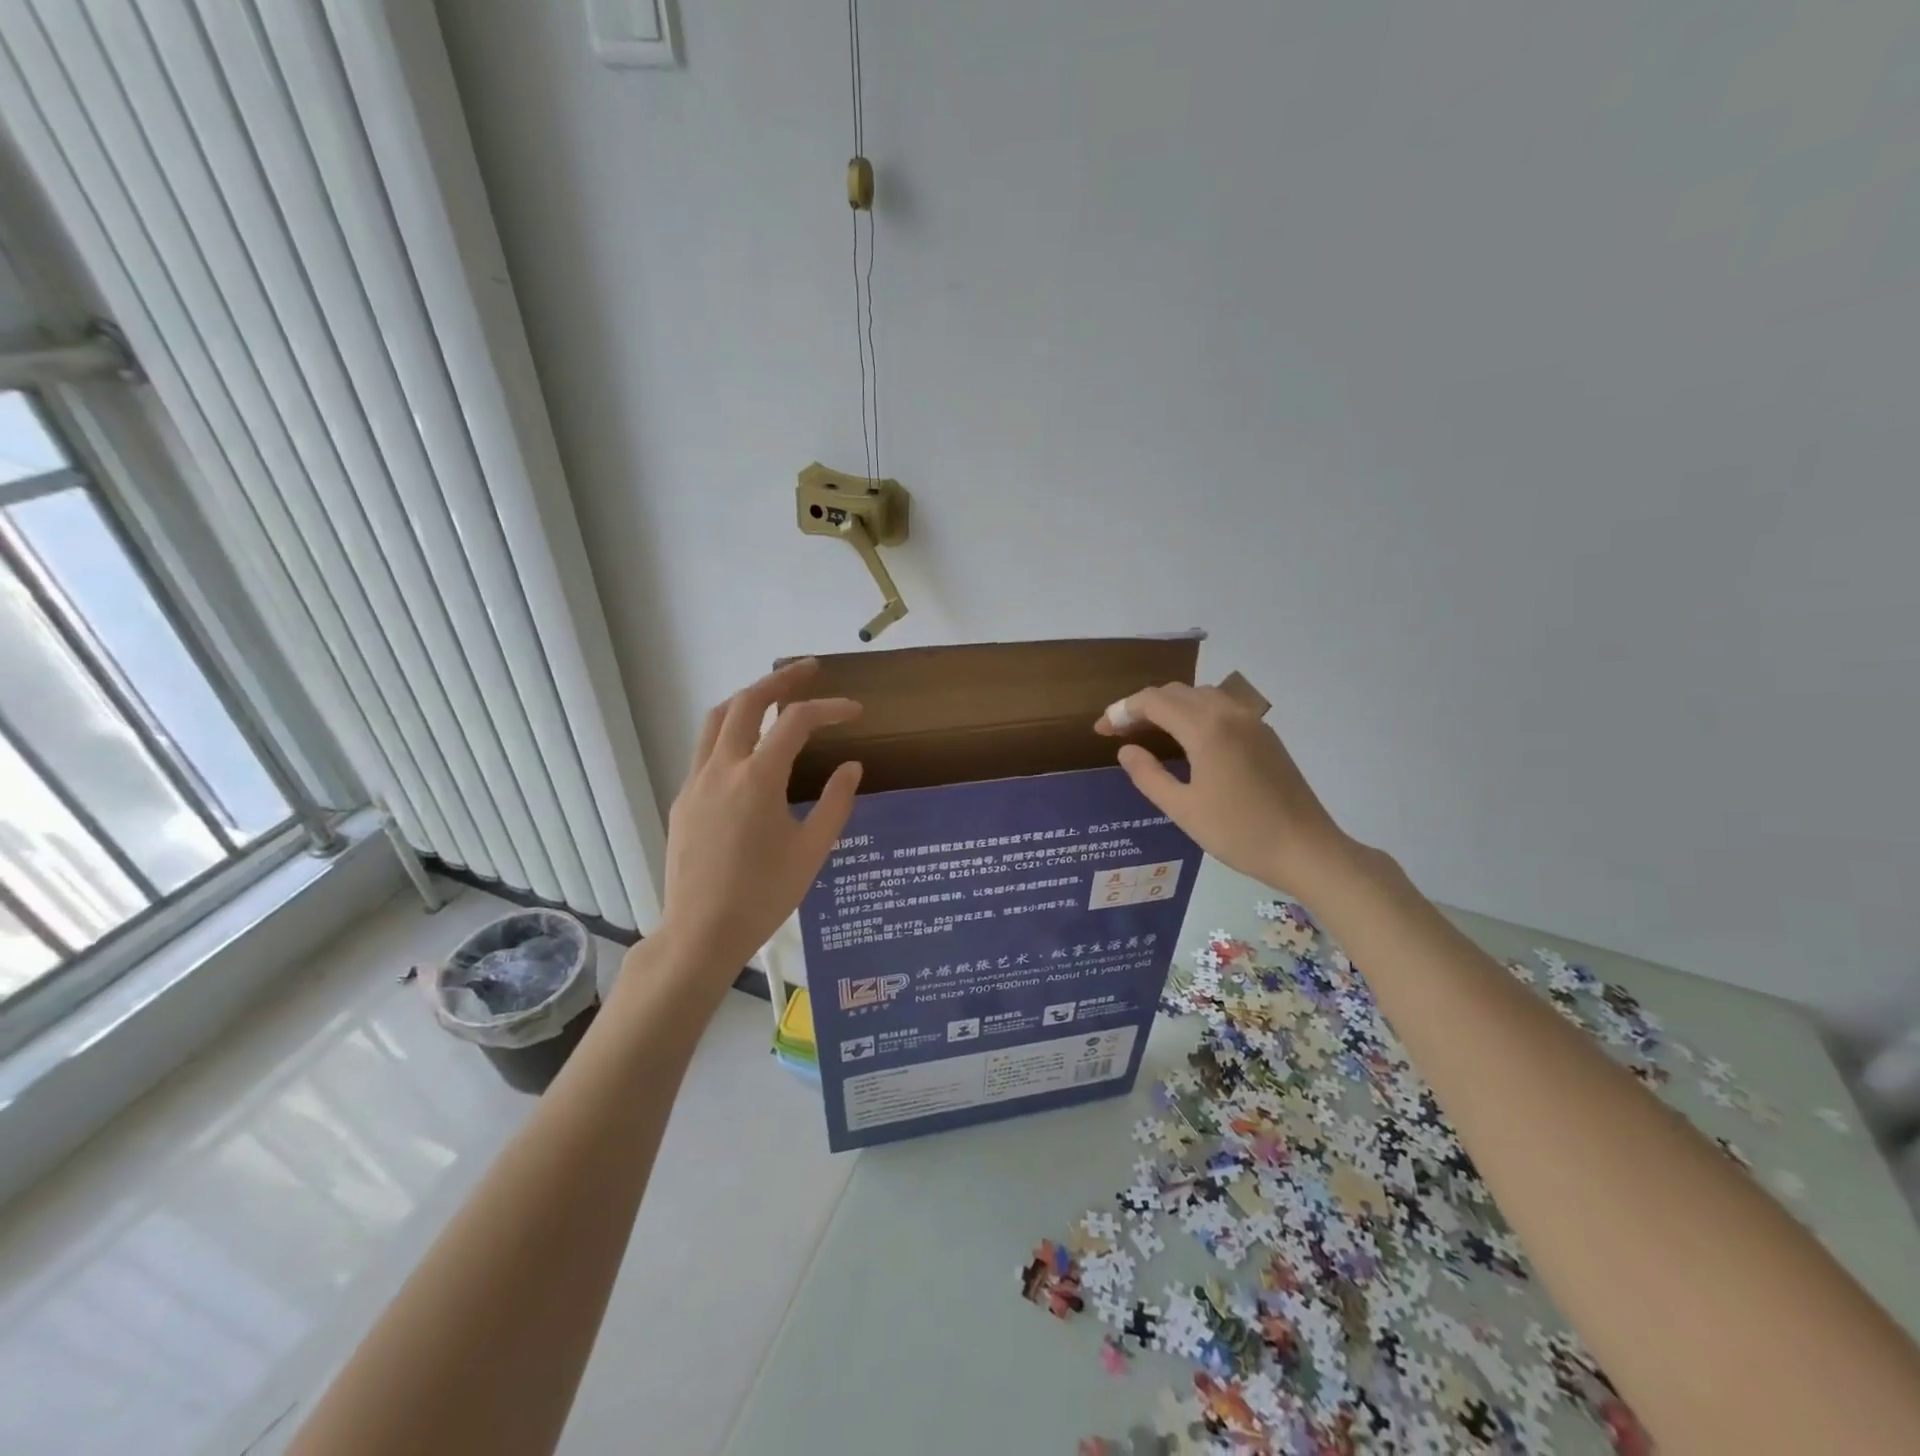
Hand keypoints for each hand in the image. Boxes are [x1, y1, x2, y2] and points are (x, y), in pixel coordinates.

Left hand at [655, 660, 862, 977]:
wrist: (701, 933)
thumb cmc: (764, 895)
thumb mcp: (812, 851)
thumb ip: (836, 803)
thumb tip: (851, 766)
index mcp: (757, 778)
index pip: (796, 722)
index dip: (829, 708)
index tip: (855, 711)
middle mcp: (721, 768)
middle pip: (746, 702)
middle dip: (780, 680)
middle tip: (808, 670)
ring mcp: (695, 782)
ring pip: (716, 719)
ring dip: (747, 699)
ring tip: (774, 696)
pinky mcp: (683, 800)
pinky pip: (705, 749)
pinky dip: (729, 731)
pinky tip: (748, 749)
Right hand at [1096, 683, 1353, 898]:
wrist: (1306, 849)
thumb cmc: (1239, 833)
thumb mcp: (1182, 809)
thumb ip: (1148, 775)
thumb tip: (1126, 750)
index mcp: (1206, 729)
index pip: (1154, 701)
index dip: (1122, 711)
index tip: (1101, 730)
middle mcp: (1230, 713)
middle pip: (1176, 692)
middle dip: (1143, 706)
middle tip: (1119, 732)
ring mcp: (1252, 722)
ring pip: (1200, 696)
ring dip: (1170, 706)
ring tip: (1149, 734)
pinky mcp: (1265, 735)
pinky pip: (1221, 708)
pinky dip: (1194, 713)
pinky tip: (1187, 741)